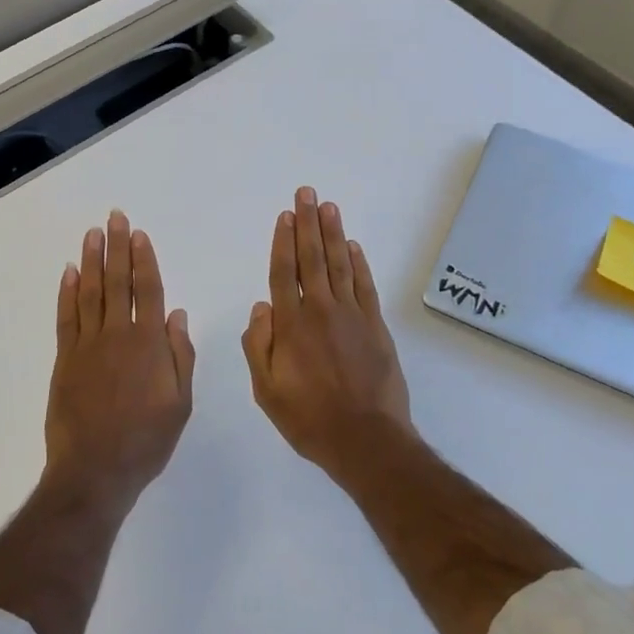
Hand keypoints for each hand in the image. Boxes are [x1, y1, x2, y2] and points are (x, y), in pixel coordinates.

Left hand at [41, 210, 194, 520]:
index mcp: (149, 344)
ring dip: (91, 261)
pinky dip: (67, 293)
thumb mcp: (180, 404)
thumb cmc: (145, 441)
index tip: (139, 235)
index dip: (144, 261)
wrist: (94, 471)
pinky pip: (66, 317)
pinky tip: (69, 273)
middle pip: (117, 282)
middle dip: (117, 247)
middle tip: (114, 217)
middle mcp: (117, 335)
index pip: (148, 291)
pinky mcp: (65, 359)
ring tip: (92, 234)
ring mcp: (88, 345)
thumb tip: (177, 316)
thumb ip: (180, 356)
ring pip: (89, 292)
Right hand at [243, 188, 413, 477]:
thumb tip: (261, 307)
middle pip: (312, 258)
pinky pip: (365, 285)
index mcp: (291, 324)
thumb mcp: (267, 390)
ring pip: (339, 264)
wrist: (366, 439)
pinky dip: (359, 263)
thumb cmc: (309, 418)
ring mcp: (351, 315)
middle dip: (308, 223)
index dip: (283, 241)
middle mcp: (320, 309)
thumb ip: (258, 346)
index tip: (285, 215)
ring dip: (332, 233)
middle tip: (307, 193)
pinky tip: (352, 246)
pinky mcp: (375, 325)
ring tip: (329, 206)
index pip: (284, 272)